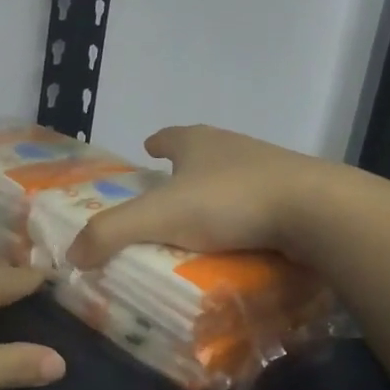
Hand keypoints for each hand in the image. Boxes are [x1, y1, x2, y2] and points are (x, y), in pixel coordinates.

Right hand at [67, 125, 351, 268]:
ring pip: (234, 177)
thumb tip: (72, 254)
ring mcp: (270, 168)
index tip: (148, 149)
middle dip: (185, 168)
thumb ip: (110, 233)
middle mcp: (233, 147)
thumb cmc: (229, 202)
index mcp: (198, 142)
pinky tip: (242, 241)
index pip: (170, 135)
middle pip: (203, 152)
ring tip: (203, 222)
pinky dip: (247, 217)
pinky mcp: (298, 195)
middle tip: (168, 194)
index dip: (157, 142)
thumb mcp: (158, 217)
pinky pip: (262, 204)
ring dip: (217, 193)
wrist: (317, 212)